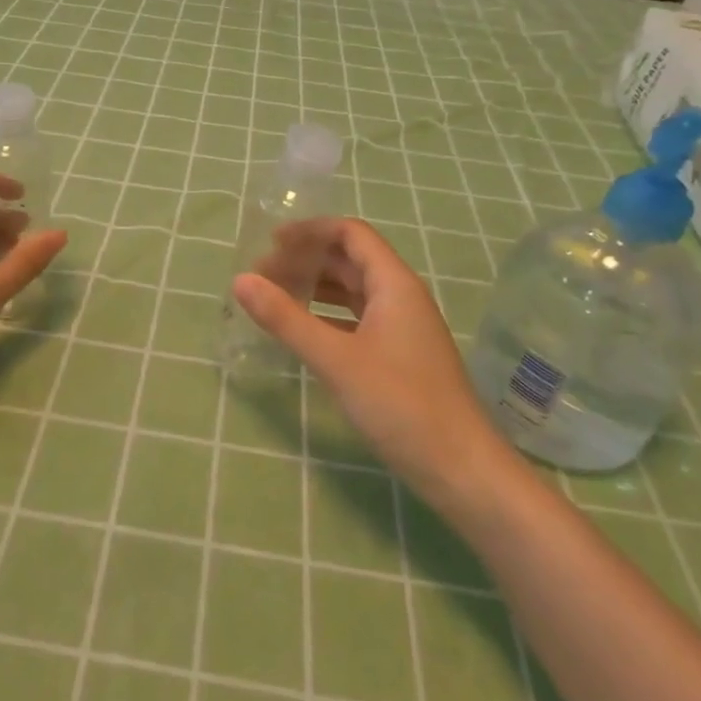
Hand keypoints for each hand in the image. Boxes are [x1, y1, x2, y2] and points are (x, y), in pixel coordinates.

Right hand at [232, 218, 498, 503]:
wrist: (460, 469)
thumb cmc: (400, 404)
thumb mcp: (336, 359)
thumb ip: (286, 319)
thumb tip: (240, 281)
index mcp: (394, 284)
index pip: (350, 234)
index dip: (310, 231)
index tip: (269, 243)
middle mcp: (401, 297)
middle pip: (349, 260)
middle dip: (306, 260)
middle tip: (262, 276)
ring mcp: (402, 328)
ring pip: (353, 291)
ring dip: (315, 288)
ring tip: (274, 298)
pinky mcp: (398, 356)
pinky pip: (357, 319)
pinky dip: (327, 316)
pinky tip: (303, 331)